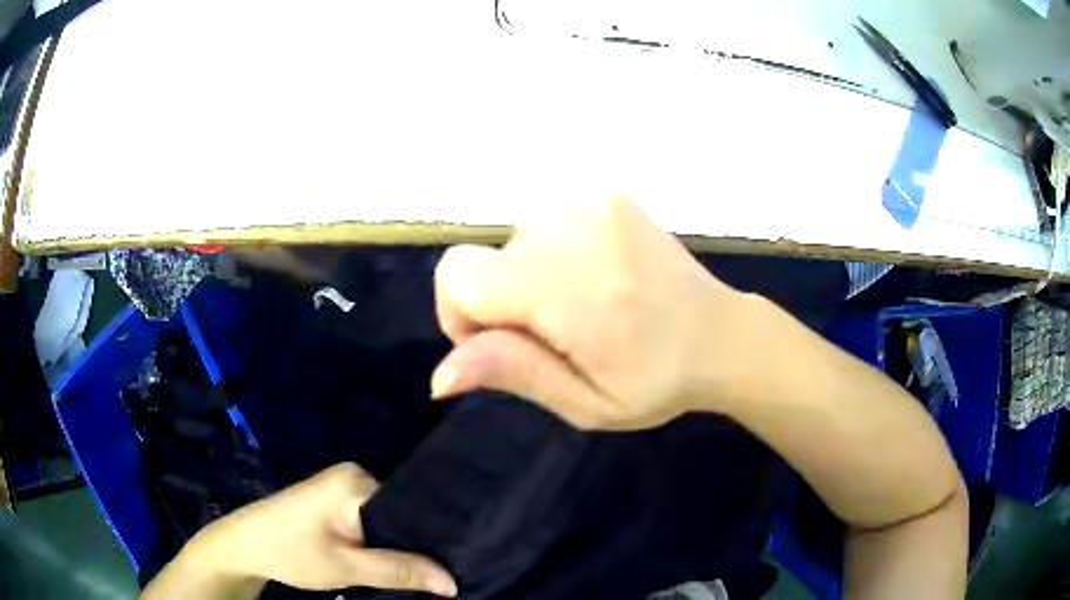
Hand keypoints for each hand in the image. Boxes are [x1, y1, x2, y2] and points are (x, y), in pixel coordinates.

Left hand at [143, 463, 456, 598]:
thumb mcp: (347, 566)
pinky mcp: (335, 502)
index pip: (413, 506)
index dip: (435, 537)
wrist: (242, 546)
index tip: (458, 562)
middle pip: (402, 513)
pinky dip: (383, 544)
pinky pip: (372, 522)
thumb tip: (453, 583)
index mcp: (357, 480)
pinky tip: (395, 562)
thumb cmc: (290, 551)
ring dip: (400, 547)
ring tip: (428, 571)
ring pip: (388, 521)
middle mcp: (354, 476)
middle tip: (445, 572)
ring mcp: (343, 488)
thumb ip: (400, 572)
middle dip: (418, 545)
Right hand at [431, 194, 761, 429]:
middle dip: (502, 302)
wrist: (722, 335)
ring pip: (513, 240)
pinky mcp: (607, 193)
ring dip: (528, 275)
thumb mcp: (585, 403)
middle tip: (558, 334)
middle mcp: (574, 231)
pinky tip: (595, 275)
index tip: (502, 344)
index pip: (458, 275)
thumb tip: (439, 376)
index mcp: (568, 290)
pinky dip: (552, 251)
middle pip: (485, 260)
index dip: (460, 316)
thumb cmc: (657, 382)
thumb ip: (513, 374)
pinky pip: (544, 221)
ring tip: (582, 304)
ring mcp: (593, 203)